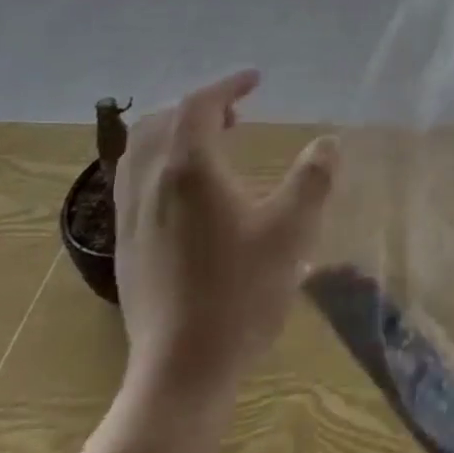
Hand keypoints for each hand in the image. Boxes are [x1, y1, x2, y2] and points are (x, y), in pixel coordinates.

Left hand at [112, 70, 336, 422]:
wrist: (181, 372)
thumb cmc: (241, 293)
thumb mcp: (292, 231)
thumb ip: (313, 179)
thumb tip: (327, 143)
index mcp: (188, 171)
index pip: (199, 106)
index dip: (227, 86)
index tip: (255, 80)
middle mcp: (150, 185)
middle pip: (161, 124)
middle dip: (197, 109)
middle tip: (235, 115)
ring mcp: (131, 219)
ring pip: (139, 154)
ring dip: (174, 135)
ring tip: (212, 147)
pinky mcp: (126, 248)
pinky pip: (133, 183)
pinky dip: (160, 165)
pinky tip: (190, 195)